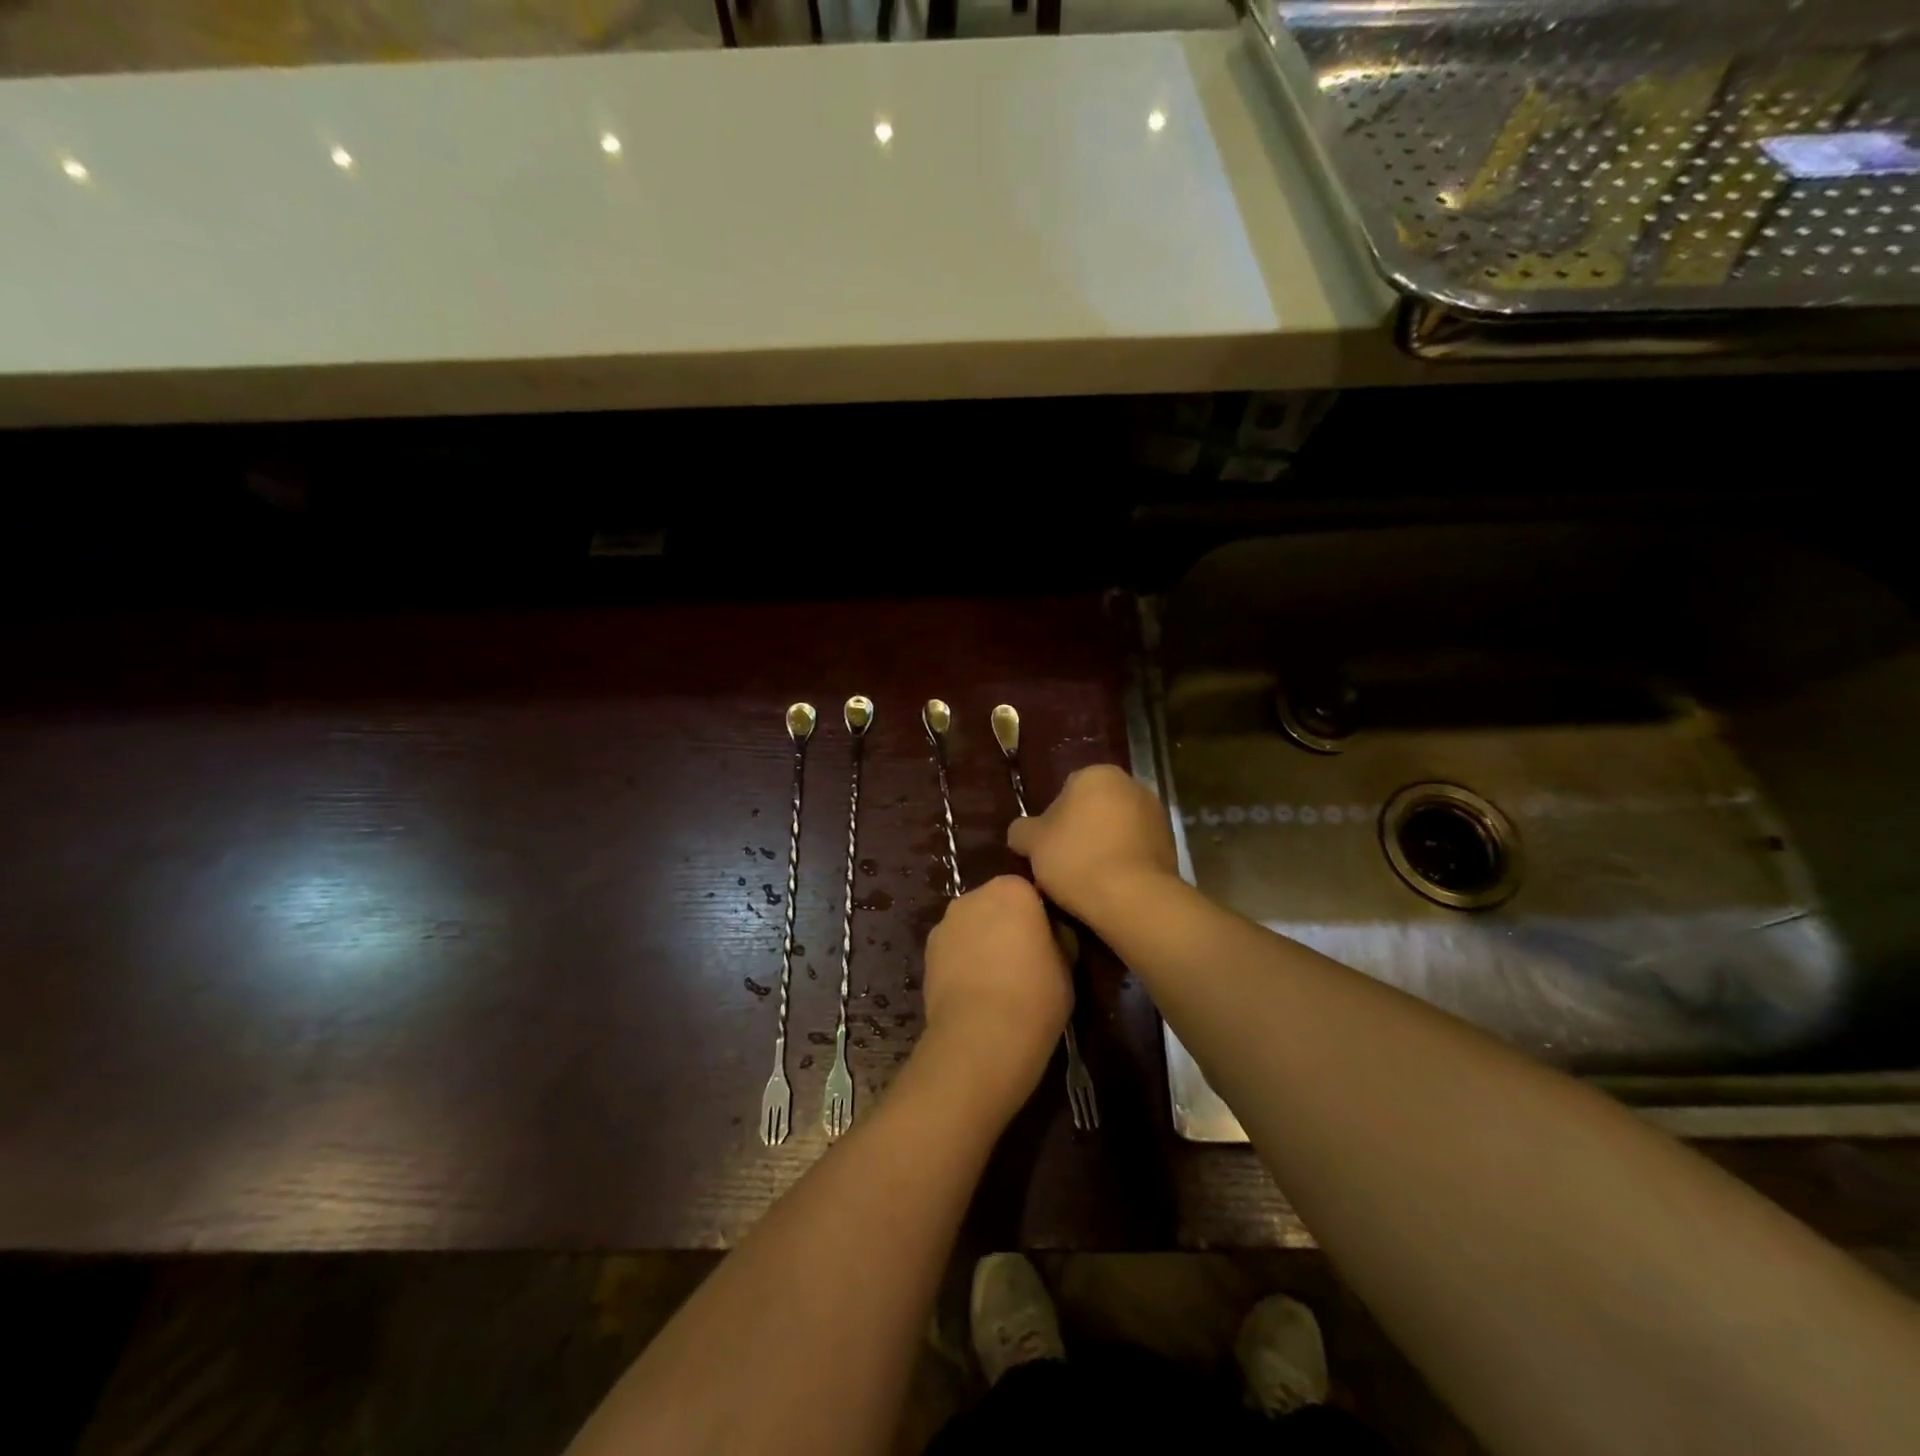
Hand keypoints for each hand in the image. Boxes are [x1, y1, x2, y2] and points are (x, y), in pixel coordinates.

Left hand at [916, 876, 1071, 1123]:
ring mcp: (946, 923)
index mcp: (1012, 889)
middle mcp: (973, 895)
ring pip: (971, 926)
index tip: (1048, 944)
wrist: (982, 1035)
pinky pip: (953, 949)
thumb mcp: (1067, 964)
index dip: (1039, 918)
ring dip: (982, 942)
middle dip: (1007, 925)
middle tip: (1024, 960)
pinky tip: (975, 991)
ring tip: (997, 981)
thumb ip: (1058, 937)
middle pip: (995, 904)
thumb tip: (1052, 934)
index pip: (1029, 893)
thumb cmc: (1036, 994)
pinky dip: (962, 962)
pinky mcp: (927, 952)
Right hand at [1006, 764, 1177, 924]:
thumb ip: (1021, 830)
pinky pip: (1135, 849)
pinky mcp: (1170, 843)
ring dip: (1102, 846)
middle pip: (1093, 808)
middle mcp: (1131, 785)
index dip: (1052, 821)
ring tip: (1086, 880)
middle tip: (1063, 864)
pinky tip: (1110, 886)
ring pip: (1116, 829)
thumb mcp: (1032, 843)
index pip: (1065, 791)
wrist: (1133, 899)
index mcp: (1096, 774)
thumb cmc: (1077, 859)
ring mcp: (1156, 814)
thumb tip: (1021, 831)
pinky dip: (1123, 861)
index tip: (1047, 849)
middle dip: (1080, 831)